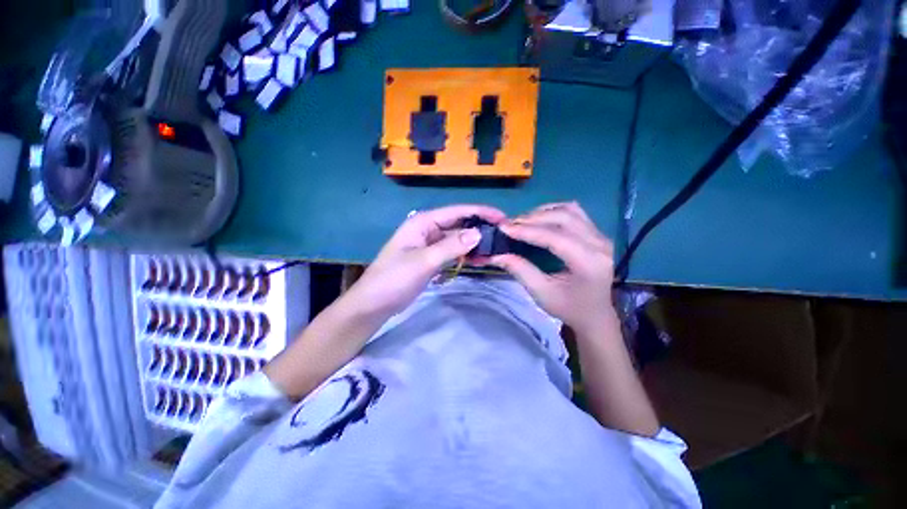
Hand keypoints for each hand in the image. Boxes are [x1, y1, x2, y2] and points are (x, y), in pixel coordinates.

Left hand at [343, 204, 505, 321]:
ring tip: (495, 250)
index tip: (502, 218)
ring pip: (457, 239)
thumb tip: (479, 233)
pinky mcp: (432, 259)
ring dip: (474, 244)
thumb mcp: (423, 261)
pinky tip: (479, 260)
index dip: (480, 212)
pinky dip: (465, 255)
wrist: (374, 304)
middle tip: (503, 236)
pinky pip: (453, 252)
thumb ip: (451, 246)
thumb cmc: (394, 279)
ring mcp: (430, 245)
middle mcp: (428, 229)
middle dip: (480, 228)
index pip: (457, 211)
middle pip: (459, 224)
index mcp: (423, 222)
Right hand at [486, 202, 615, 333]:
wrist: (595, 314)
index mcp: (589, 263)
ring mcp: (601, 236)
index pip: (555, 237)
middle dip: (533, 218)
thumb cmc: (569, 308)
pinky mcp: (597, 234)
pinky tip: (540, 219)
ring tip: (523, 221)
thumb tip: (497, 254)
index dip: (527, 231)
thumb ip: (520, 270)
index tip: (504, 228)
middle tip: (510, 225)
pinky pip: (575, 212)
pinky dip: (554, 211)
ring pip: (569, 210)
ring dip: (543, 212)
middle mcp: (600, 244)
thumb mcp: (542, 293)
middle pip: (563, 218)